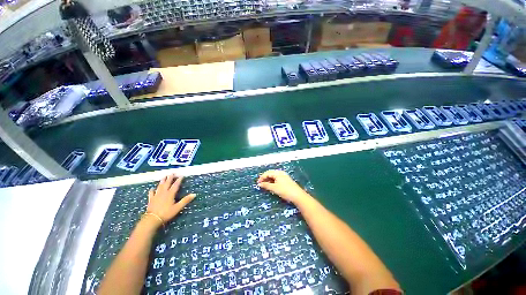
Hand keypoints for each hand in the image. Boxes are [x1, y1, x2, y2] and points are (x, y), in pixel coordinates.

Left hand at [146, 175, 195, 226]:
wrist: (152, 219)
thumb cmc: (166, 213)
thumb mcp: (178, 207)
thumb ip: (185, 200)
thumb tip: (194, 194)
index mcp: (170, 194)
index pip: (175, 185)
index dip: (179, 180)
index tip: (181, 176)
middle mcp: (163, 193)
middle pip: (167, 184)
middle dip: (170, 178)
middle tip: (172, 173)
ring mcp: (156, 196)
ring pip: (160, 186)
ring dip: (162, 181)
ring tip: (164, 177)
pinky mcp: (151, 200)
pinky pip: (151, 193)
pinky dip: (152, 190)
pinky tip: (152, 188)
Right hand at [257, 170, 310, 203]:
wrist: (298, 195)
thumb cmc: (285, 191)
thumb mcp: (274, 188)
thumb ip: (266, 185)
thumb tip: (259, 184)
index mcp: (278, 173)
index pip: (267, 173)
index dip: (262, 177)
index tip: (257, 183)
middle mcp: (281, 173)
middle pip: (270, 173)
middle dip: (265, 178)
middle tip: (260, 184)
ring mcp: (284, 176)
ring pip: (274, 176)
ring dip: (268, 180)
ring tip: (265, 185)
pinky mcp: (286, 180)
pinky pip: (277, 179)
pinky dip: (273, 181)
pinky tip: (271, 186)